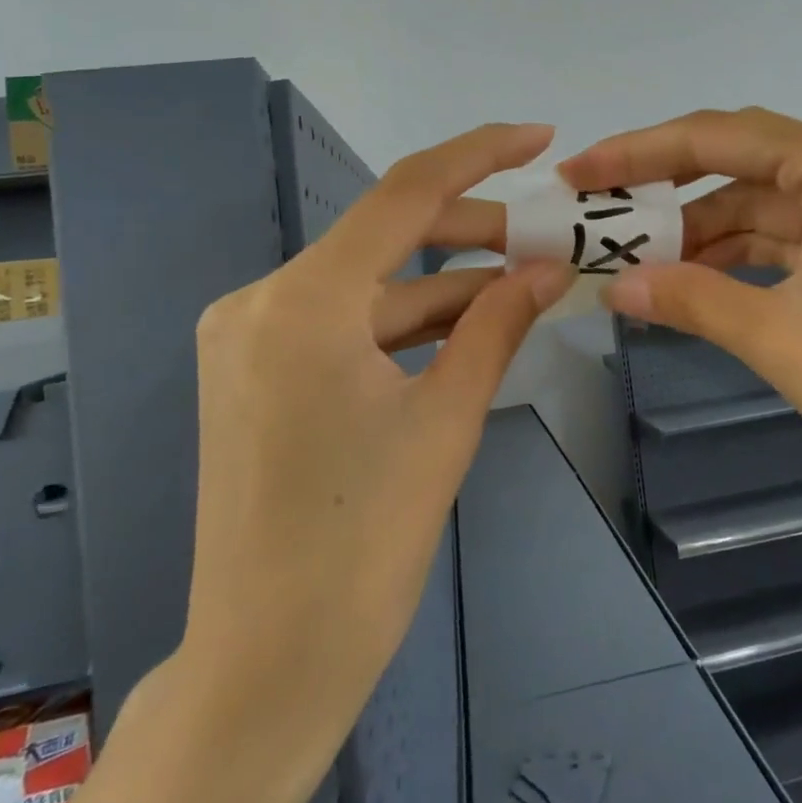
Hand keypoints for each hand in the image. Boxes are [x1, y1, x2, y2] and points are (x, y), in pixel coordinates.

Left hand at [175, 122, 573, 802]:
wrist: (266, 664)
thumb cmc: (362, 546)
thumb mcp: (446, 420)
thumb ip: (499, 325)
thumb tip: (551, 268)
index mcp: (302, 301)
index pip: (404, 194)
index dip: (480, 155)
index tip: (540, 138)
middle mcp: (261, 300)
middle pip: (386, 237)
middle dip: (474, 232)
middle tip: (549, 236)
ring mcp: (250, 337)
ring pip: (370, 285)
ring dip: (445, 283)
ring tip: (525, 282)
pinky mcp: (255, 371)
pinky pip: (346, 323)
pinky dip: (407, 322)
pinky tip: (469, 324)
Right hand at [559, 107, 801, 540]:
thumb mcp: (778, 335)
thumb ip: (690, 297)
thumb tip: (613, 286)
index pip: (717, 137)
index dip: (637, 153)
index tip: (576, 174)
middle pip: (742, 163)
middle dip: (668, 192)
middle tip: (601, 217)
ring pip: (768, 207)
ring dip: (705, 233)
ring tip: (639, 261)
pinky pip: (796, 243)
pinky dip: (746, 260)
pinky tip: (700, 283)